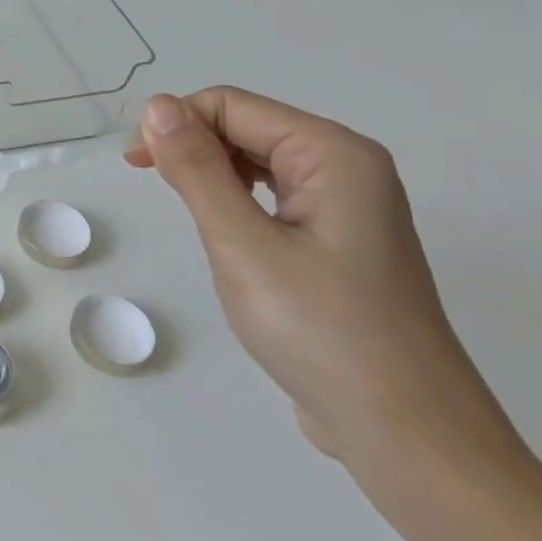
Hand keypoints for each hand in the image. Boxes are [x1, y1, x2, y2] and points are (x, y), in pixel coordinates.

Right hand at [126, 88, 521, 485]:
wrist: (406, 435)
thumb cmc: (321, 330)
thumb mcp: (242, 243)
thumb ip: (196, 169)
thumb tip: (156, 105)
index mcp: (334, 154)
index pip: (233, 105)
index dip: (176, 122)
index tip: (136, 163)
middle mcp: (348, 167)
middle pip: (248, 126)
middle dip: (191, 143)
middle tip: (149, 183)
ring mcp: (348, 207)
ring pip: (258, 161)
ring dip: (210, 171)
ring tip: (184, 208)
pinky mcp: (338, 242)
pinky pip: (273, 195)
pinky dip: (234, 199)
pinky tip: (221, 229)